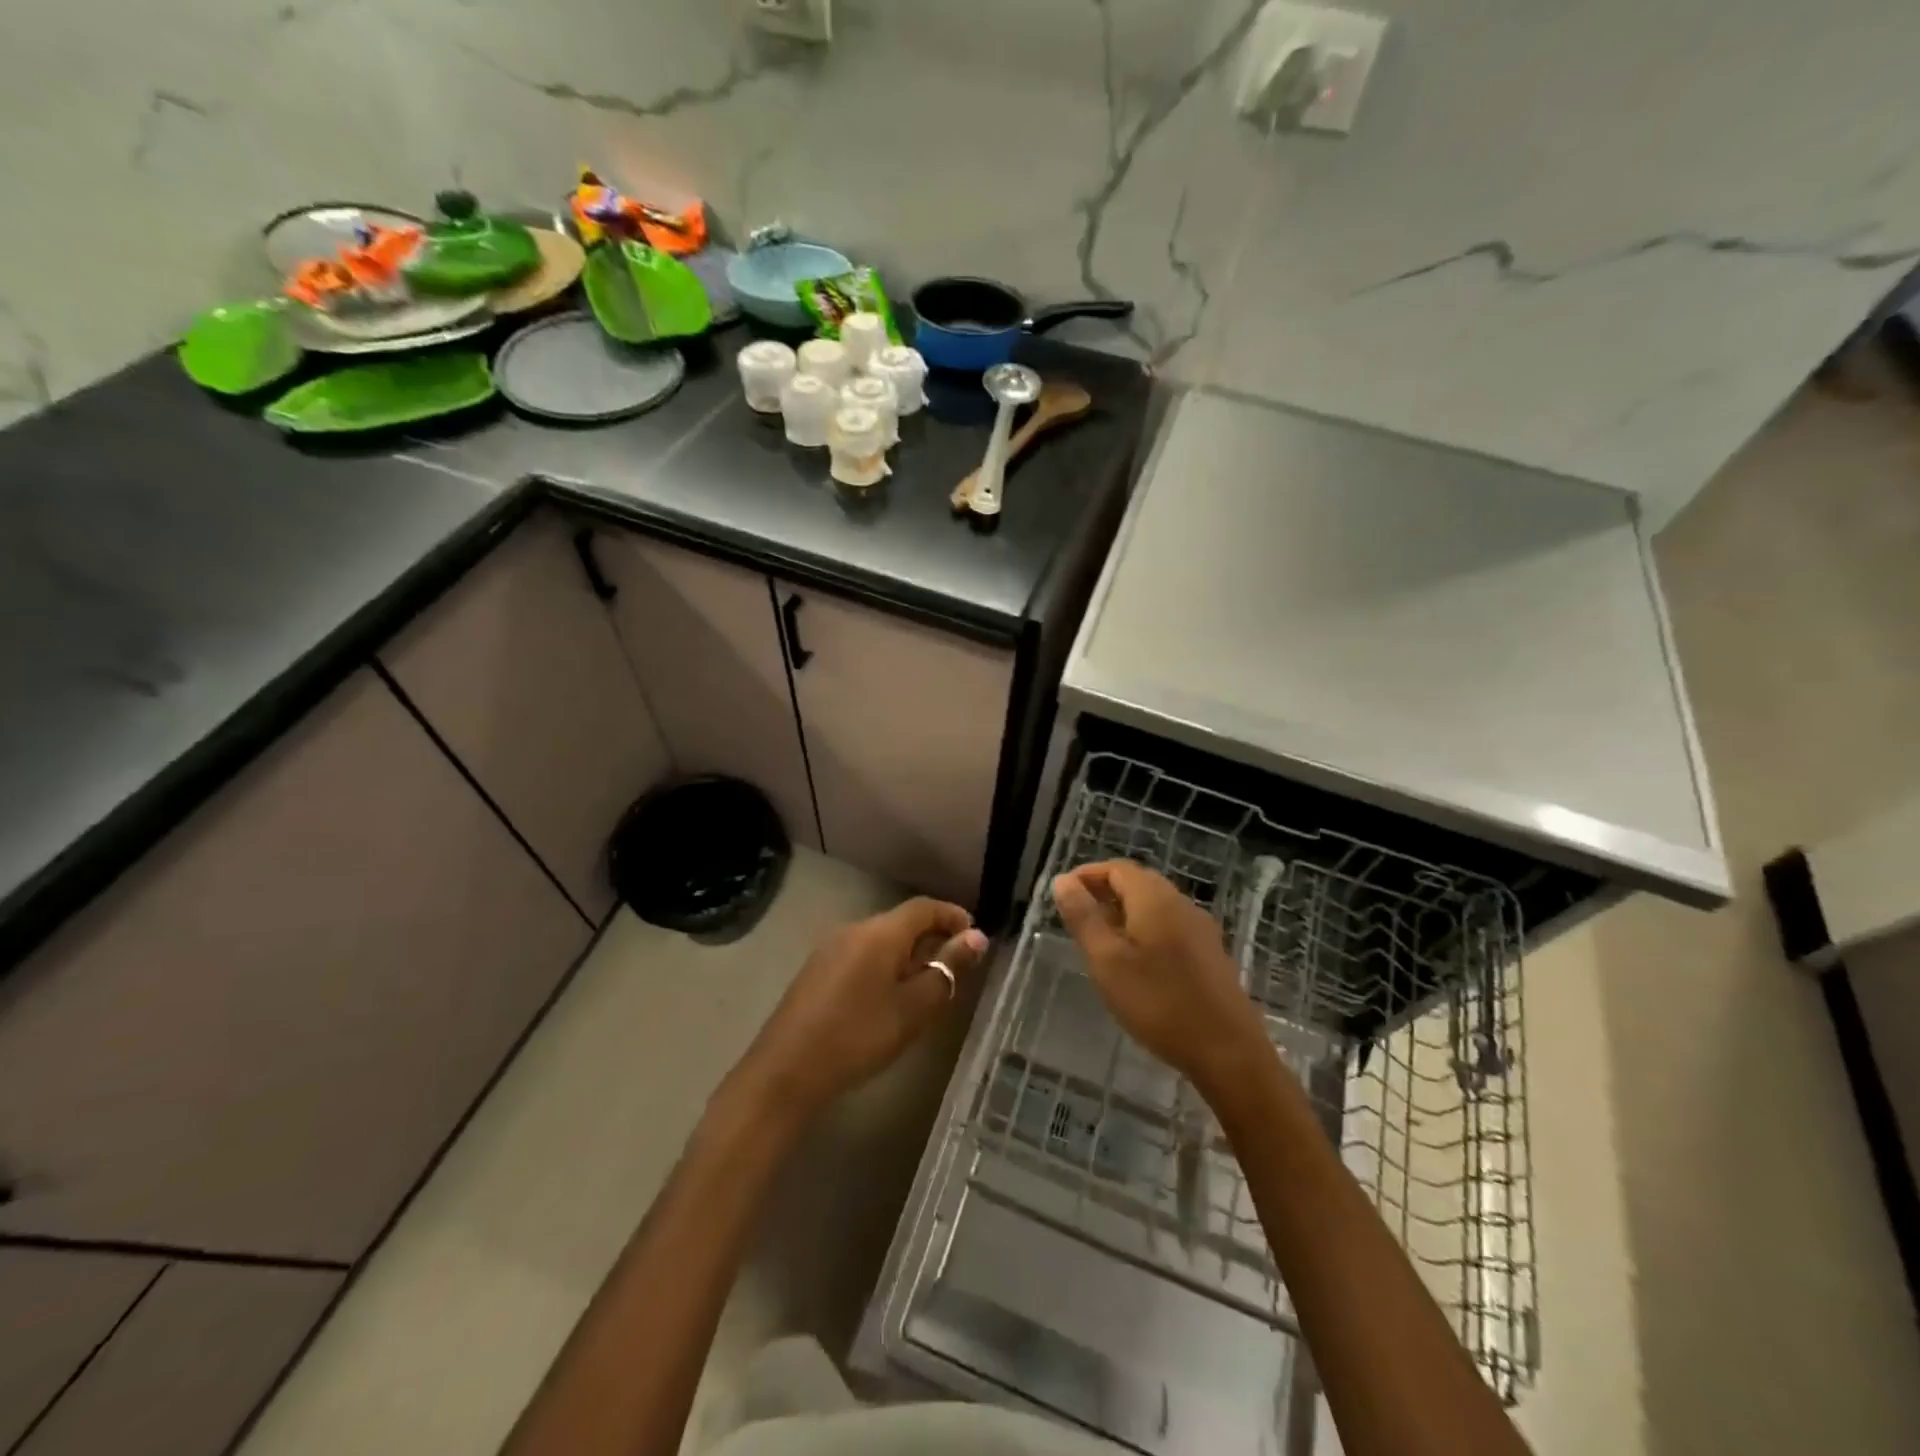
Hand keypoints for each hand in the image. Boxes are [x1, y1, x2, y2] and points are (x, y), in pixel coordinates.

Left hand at [733, 897, 988, 1124]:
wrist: (785, 1072)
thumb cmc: (858, 1036)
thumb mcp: (913, 1008)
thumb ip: (946, 970)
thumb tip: (976, 937)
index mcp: (880, 932)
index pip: (924, 907)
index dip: (952, 916)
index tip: (975, 937)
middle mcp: (854, 929)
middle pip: (901, 921)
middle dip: (932, 938)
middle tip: (956, 969)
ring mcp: (830, 948)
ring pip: (880, 940)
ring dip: (908, 954)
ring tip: (926, 988)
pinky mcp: (817, 970)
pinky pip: (861, 955)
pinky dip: (885, 966)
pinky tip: (889, 998)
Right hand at [1053, 861, 1269, 1097]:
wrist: (1228, 1053)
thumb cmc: (1159, 1003)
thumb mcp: (1107, 961)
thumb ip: (1083, 917)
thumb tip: (1063, 880)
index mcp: (1155, 898)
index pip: (1116, 868)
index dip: (1087, 875)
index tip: (1062, 895)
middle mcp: (1181, 904)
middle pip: (1138, 883)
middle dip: (1104, 893)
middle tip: (1077, 919)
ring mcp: (1201, 929)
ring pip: (1155, 906)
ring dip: (1124, 914)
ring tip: (1100, 943)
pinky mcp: (1210, 955)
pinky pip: (1170, 927)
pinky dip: (1144, 931)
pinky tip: (1135, 964)